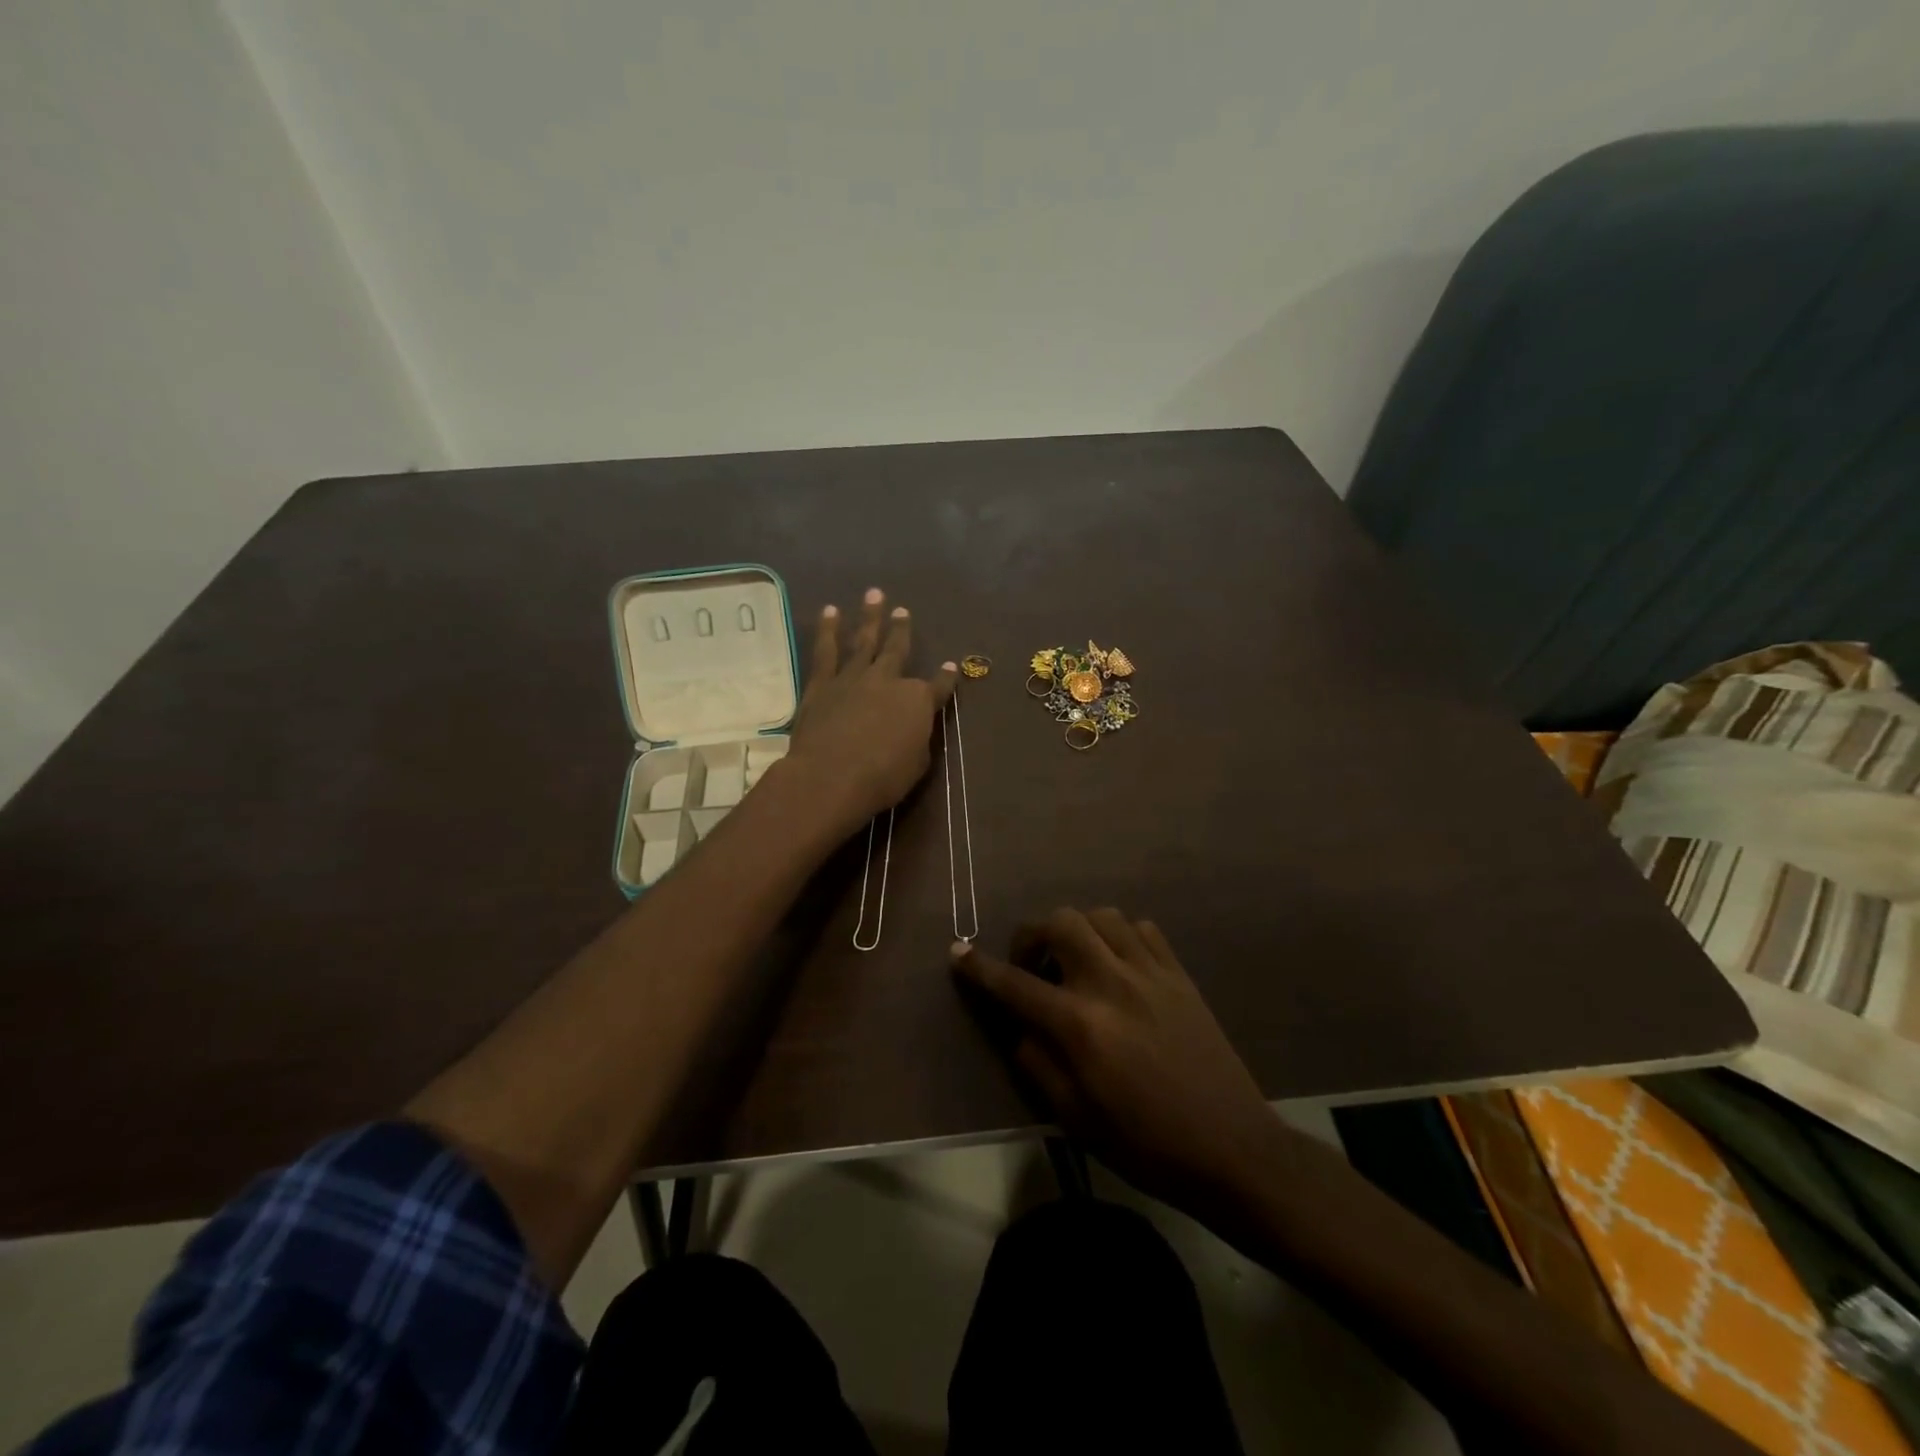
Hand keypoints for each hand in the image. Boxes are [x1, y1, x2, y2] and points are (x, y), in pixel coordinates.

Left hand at [785, 588, 957, 833]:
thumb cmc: (882, 778)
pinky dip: (828, 630)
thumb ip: (917, 739)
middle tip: (903, 610)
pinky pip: (826, 651)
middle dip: (902, 630)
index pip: (938, 686)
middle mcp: (888, 681)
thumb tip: (914, 728)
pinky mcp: (822, 684)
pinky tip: (830, 611)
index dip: (947, 678)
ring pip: (864, 641)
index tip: (952, 666)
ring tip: (873, 595)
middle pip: (898, 650)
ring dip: (869, 618)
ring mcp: (854, 678)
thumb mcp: (916, 764)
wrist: (831, 776)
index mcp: (917, 701)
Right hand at [952, 908, 1283, 1209]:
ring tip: (1076, 962)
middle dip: (1033, 936)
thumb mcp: (1076, 1118)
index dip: (980, 967)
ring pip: (1101, 916)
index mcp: (1080, 1025)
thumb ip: (1038, 1063)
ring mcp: (1150, 973)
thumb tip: (1020, 1026)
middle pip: (1060, 923)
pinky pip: (1142, 929)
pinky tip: (1118, 964)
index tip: (958, 952)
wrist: (1231, 1149)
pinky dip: (1119, 935)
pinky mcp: (1179, 974)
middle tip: (1032, 967)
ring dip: (1077, 930)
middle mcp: (1111, 984)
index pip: (1015, 984)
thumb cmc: (1146, 1144)